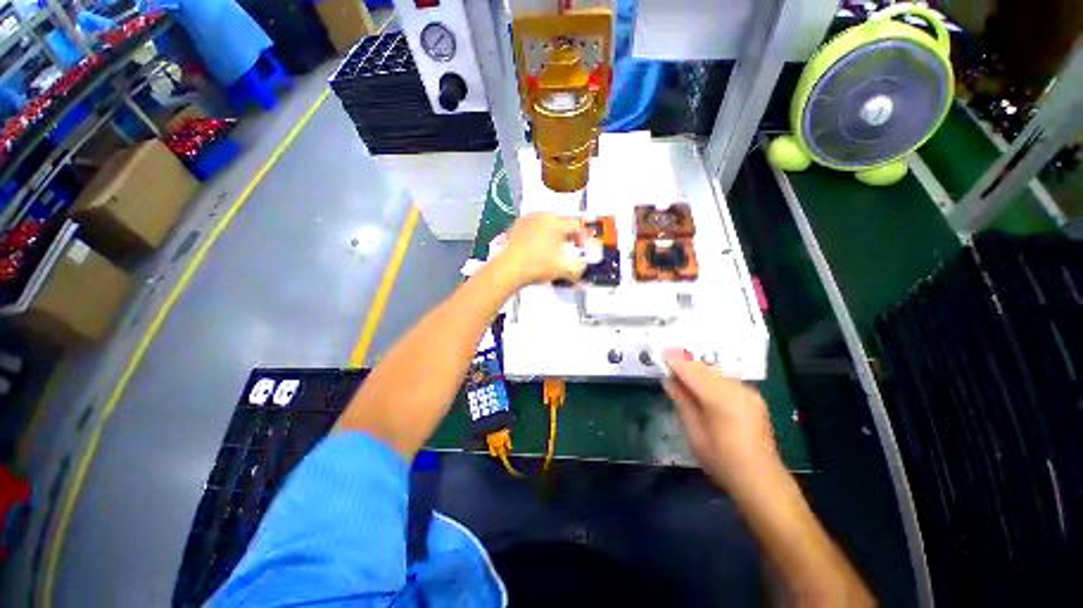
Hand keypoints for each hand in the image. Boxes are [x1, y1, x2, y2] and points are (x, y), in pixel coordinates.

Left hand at [497, 212, 587, 287]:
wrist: (509, 269)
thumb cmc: (538, 266)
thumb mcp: (564, 269)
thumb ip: (579, 267)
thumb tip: (582, 266)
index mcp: (557, 222)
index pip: (577, 225)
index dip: (583, 237)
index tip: (581, 249)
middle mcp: (543, 215)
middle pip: (562, 222)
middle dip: (568, 236)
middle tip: (569, 248)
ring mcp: (527, 219)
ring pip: (547, 224)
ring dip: (554, 235)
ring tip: (554, 249)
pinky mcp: (516, 226)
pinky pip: (534, 227)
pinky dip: (540, 235)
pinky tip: (538, 249)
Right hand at [663, 350, 780, 495]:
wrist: (761, 480)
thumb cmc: (722, 461)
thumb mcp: (694, 433)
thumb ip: (682, 402)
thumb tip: (669, 381)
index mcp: (721, 400)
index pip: (692, 373)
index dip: (676, 363)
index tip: (661, 355)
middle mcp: (737, 390)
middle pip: (705, 369)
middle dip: (686, 365)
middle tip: (668, 367)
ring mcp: (748, 392)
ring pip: (716, 372)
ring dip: (698, 371)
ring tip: (683, 378)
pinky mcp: (754, 397)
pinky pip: (726, 380)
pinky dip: (711, 379)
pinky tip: (703, 388)